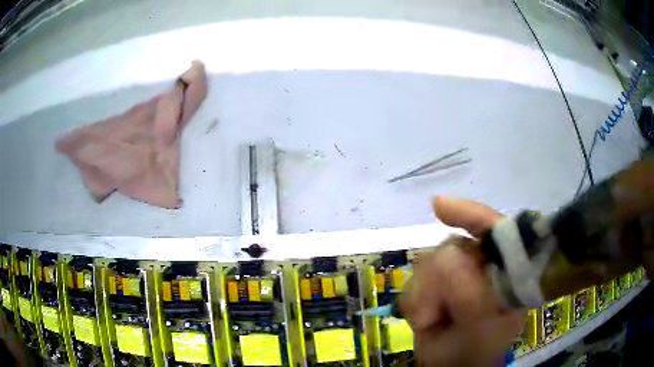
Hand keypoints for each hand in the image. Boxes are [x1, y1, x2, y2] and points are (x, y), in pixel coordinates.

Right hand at [400, 196, 523, 365]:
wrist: (454, 365)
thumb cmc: (476, 350)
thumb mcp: (479, 327)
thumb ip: (470, 296)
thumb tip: (445, 259)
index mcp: (506, 270)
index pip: (494, 229)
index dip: (470, 214)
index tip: (438, 207)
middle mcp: (483, 264)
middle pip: (452, 247)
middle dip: (438, 282)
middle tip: (438, 315)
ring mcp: (459, 272)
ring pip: (428, 261)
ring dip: (424, 294)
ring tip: (434, 319)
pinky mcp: (436, 282)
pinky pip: (414, 278)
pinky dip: (414, 300)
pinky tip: (425, 317)